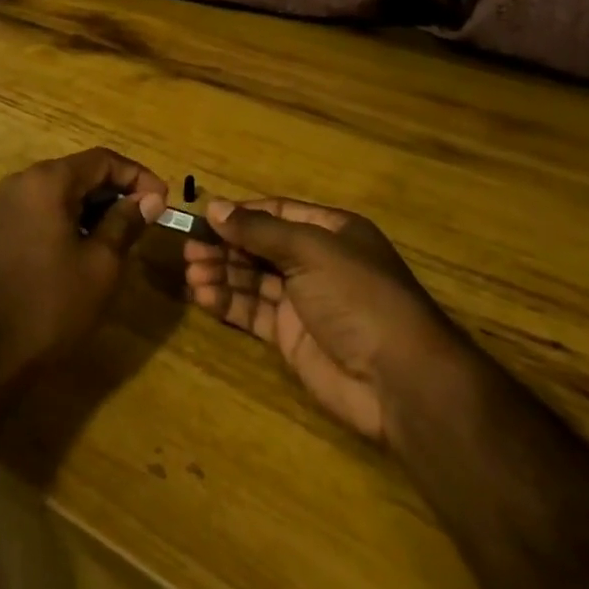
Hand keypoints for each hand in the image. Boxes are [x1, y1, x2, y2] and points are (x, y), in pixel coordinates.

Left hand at [0, 148, 168, 404]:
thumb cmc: (49, 306)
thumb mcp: (100, 265)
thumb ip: (126, 223)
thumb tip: (152, 198)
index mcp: (48, 181)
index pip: (103, 160)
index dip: (139, 176)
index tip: (165, 202)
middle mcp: (24, 182)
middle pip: (82, 171)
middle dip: (119, 191)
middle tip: (150, 219)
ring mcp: (9, 206)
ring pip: (65, 191)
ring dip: (98, 207)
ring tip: (127, 235)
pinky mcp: (3, 229)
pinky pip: (47, 210)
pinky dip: (74, 219)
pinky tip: (91, 247)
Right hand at [184, 199, 457, 445]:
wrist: (400, 380)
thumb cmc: (359, 296)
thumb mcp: (310, 250)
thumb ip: (259, 231)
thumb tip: (214, 208)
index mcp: (331, 231)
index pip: (276, 213)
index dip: (240, 215)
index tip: (204, 218)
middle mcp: (316, 261)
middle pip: (260, 246)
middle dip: (225, 247)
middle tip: (189, 251)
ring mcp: (303, 301)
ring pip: (252, 279)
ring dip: (221, 273)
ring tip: (191, 274)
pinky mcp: (291, 338)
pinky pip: (253, 311)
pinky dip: (228, 302)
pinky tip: (203, 296)